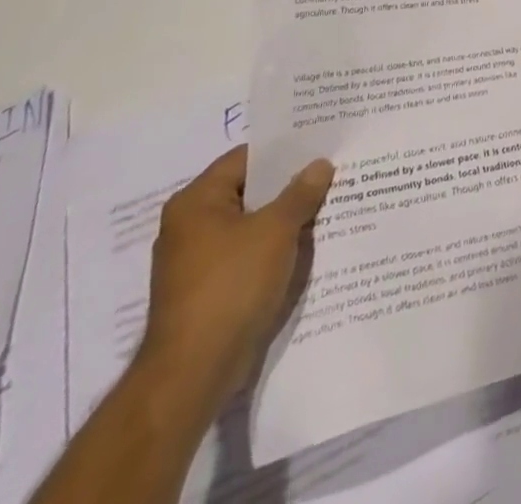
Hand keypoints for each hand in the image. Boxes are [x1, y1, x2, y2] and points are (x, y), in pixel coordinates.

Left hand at [135, 144, 335, 413]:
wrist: (193, 373)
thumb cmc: (231, 286)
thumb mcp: (276, 230)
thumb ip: (301, 193)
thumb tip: (320, 165)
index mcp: (196, 202)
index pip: (246, 158)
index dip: (284, 151)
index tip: (320, 146)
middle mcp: (189, 226)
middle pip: (249, 191)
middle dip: (289, 186)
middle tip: (331, 174)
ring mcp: (196, 261)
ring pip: (250, 225)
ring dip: (284, 219)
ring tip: (327, 207)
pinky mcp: (206, 291)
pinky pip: (246, 254)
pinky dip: (273, 248)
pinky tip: (306, 247)